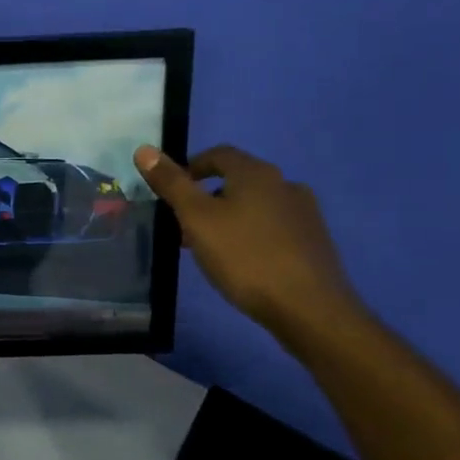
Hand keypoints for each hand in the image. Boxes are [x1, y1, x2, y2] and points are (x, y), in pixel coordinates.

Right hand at [133, 144, 360, 338]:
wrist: (310, 309)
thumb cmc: (245, 257)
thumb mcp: (197, 219)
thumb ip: (171, 184)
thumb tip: (144, 149)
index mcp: (257, 173)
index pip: (219, 154)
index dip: (191, 166)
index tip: (172, 191)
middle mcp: (285, 185)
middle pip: (237, 181)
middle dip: (207, 198)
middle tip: (184, 226)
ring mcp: (305, 214)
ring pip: (256, 206)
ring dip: (229, 218)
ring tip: (210, 248)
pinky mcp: (314, 242)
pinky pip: (273, 228)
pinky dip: (251, 235)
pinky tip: (242, 262)